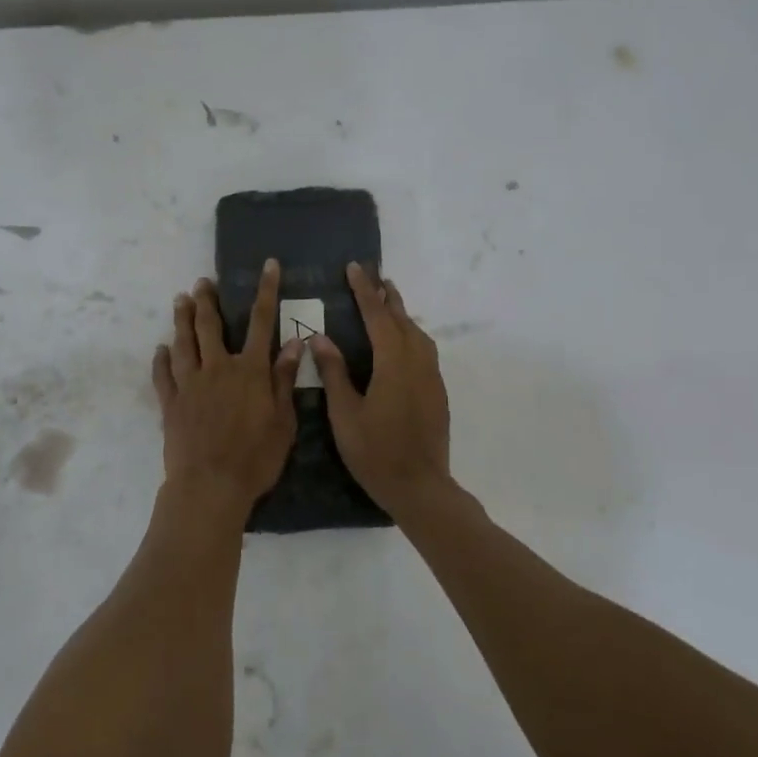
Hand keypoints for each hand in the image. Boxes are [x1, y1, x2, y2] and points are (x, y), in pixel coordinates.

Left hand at [152, 260, 303, 526]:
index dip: (266, 291)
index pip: (261, 322)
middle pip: (211, 326)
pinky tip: (160, 349)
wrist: (210, 485)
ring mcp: (190, 384)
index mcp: (250, 371)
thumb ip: (284, 380)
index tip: (268, 265)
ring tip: (180, 299)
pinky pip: (163, 375)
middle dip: (207, 300)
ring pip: (184, 343)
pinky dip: (161, 359)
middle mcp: (218, 368)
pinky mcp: (170, 403)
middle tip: (201, 282)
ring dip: (181, 319)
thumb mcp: (283, 421)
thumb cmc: (256, 458)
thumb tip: (294, 342)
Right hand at [310, 263, 454, 518]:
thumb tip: (320, 337)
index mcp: (393, 364)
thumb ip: (334, 373)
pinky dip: (410, 335)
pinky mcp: (437, 392)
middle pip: (402, 320)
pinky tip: (401, 342)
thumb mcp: (344, 414)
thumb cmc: (375, 452)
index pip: (377, 317)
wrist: (420, 488)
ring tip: (387, 302)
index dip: (364, 291)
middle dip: (386, 297)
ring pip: (418, 334)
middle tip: (373, 276)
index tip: (354, 268)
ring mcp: (431, 378)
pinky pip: (424, 350)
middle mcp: (417, 363)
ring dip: (401, 314)